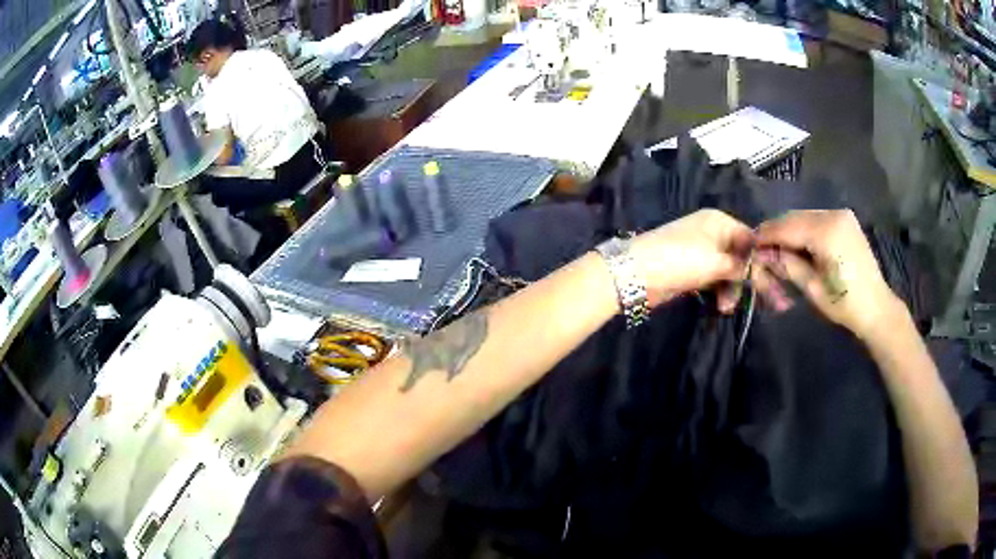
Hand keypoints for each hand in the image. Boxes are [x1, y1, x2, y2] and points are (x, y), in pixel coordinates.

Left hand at [630, 209, 752, 308]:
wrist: (637, 273)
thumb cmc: (682, 260)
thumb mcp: (717, 262)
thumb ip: (742, 267)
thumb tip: (762, 272)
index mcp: (720, 221)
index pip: (750, 238)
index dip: (761, 259)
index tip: (773, 280)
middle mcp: (712, 233)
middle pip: (740, 256)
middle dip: (748, 279)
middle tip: (761, 302)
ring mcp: (701, 252)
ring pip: (727, 271)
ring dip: (731, 289)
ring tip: (726, 307)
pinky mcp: (691, 270)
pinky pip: (714, 280)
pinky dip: (719, 291)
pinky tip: (721, 305)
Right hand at [753, 209, 902, 338]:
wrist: (877, 307)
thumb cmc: (844, 304)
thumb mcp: (812, 287)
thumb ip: (787, 265)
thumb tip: (762, 253)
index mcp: (826, 231)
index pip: (787, 226)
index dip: (766, 235)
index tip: (749, 245)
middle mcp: (833, 214)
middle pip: (795, 218)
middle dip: (777, 232)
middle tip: (761, 249)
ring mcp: (841, 215)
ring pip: (805, 218)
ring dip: (790, 232)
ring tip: (777, 250)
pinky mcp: (846, 221)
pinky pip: (817, 221)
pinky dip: (804, 231)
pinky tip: (798, 246)